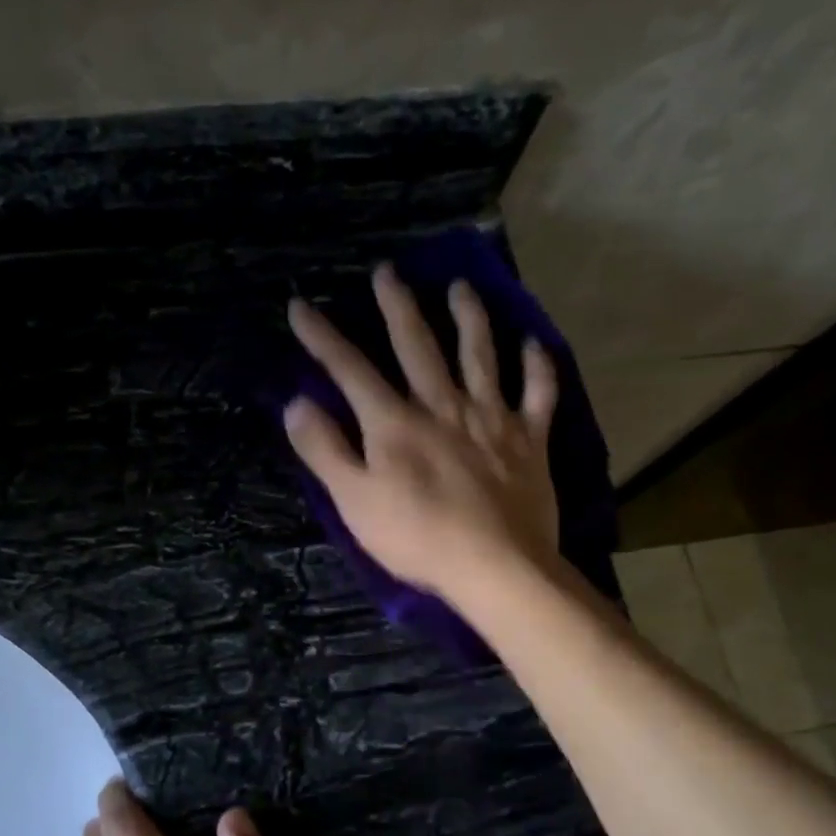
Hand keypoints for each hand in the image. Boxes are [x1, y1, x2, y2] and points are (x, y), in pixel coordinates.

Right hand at [284, 263, 560, 600]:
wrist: (495, 565)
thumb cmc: (416, 538)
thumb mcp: (354, 501)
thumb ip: (325, 449)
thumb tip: (297, 403)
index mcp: (394, 423)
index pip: (350, 369)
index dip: (322, 337)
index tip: (300, 306)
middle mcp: (442, 405)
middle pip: (417, 345)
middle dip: (397, 306)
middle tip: (388, 270)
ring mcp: (491, 418)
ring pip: (480, 354)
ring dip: (469, 317)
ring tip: (461, 287)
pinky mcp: (529, 439)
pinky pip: (538, 392)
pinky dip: (537, 366)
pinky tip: (533, 343)